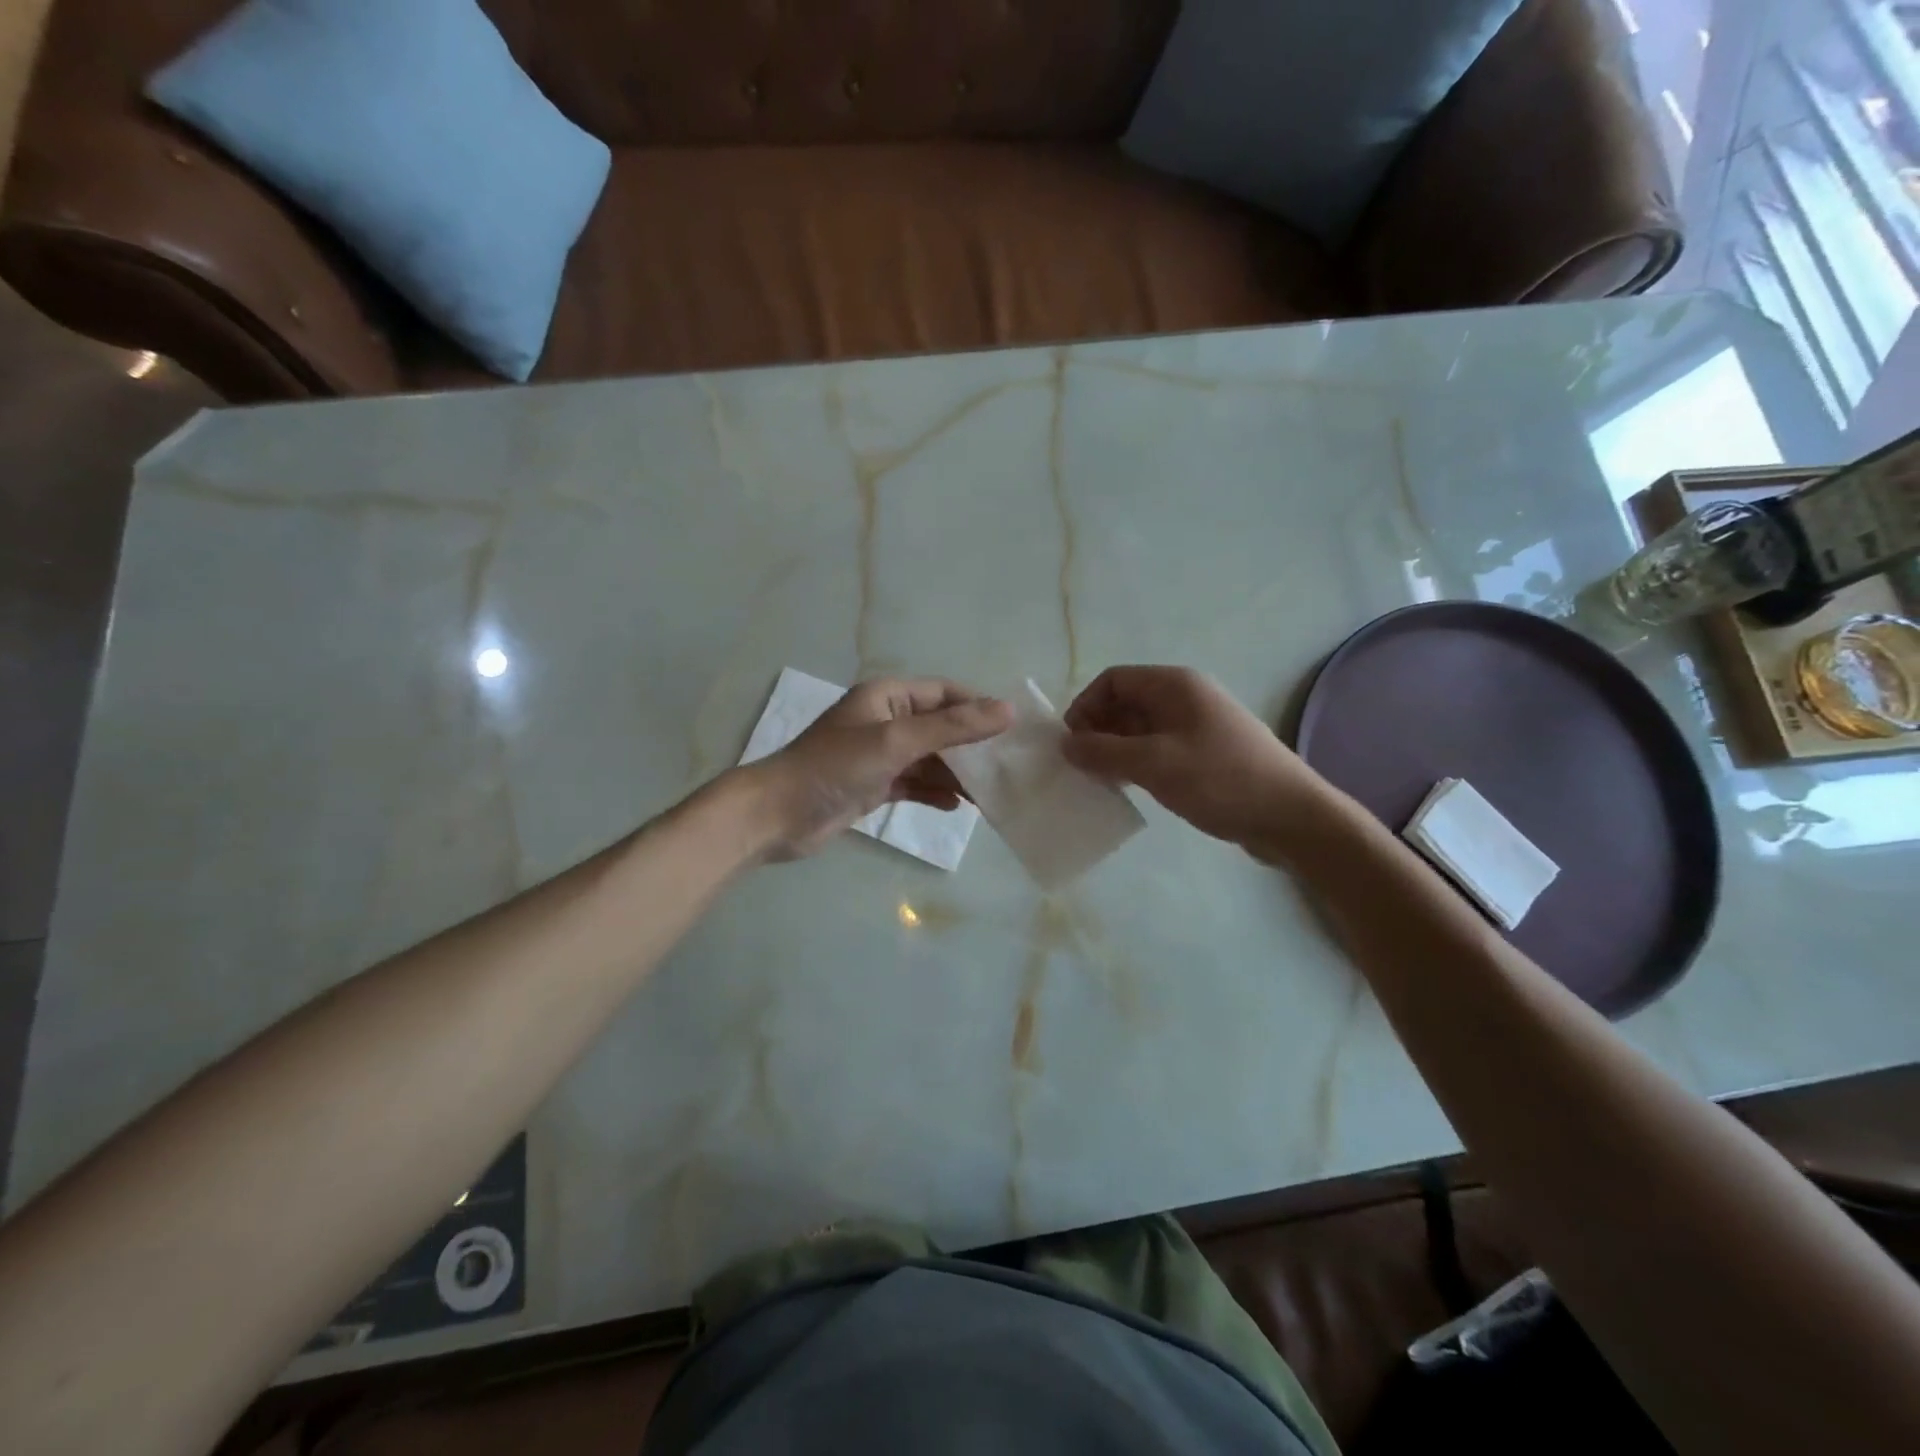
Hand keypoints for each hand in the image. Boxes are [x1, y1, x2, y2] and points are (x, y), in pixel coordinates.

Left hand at [740, 678, 1011, 859]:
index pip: (944, 693)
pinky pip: (914, 784)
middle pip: (940, 727)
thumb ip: (952, 727)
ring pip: (929, 759)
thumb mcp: (897, 741)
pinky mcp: (873, 785)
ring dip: (956, 774)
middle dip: (971, 746)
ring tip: (990, 795)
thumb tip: (1007, 710)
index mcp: (887, 697)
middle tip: (1007, 767)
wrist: (776, 815)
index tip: (1014, 729)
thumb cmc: (835, 767)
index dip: (979, 706)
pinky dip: (934, 793)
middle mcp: (885, 720)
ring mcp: (878, 755)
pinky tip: (956, 808)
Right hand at [1062, 665, 1334, 862]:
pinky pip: (1158, 750)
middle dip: (1098, 730)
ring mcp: (1196, 727)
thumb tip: (1065, 744)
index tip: (1073, 743)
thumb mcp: (1154, 764)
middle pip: (1125, 703)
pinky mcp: (1204, 754)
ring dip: (1115, 751)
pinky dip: (1137, 764)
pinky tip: (1129, 789)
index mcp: (1174, 685)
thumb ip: (1103, 752)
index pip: (1113, 680)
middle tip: (1082, 767)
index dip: (1085, 706)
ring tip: (1101, 781)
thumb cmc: (1220, 779)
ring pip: (1140, 729)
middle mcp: (1184, 698)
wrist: (1291, 816)